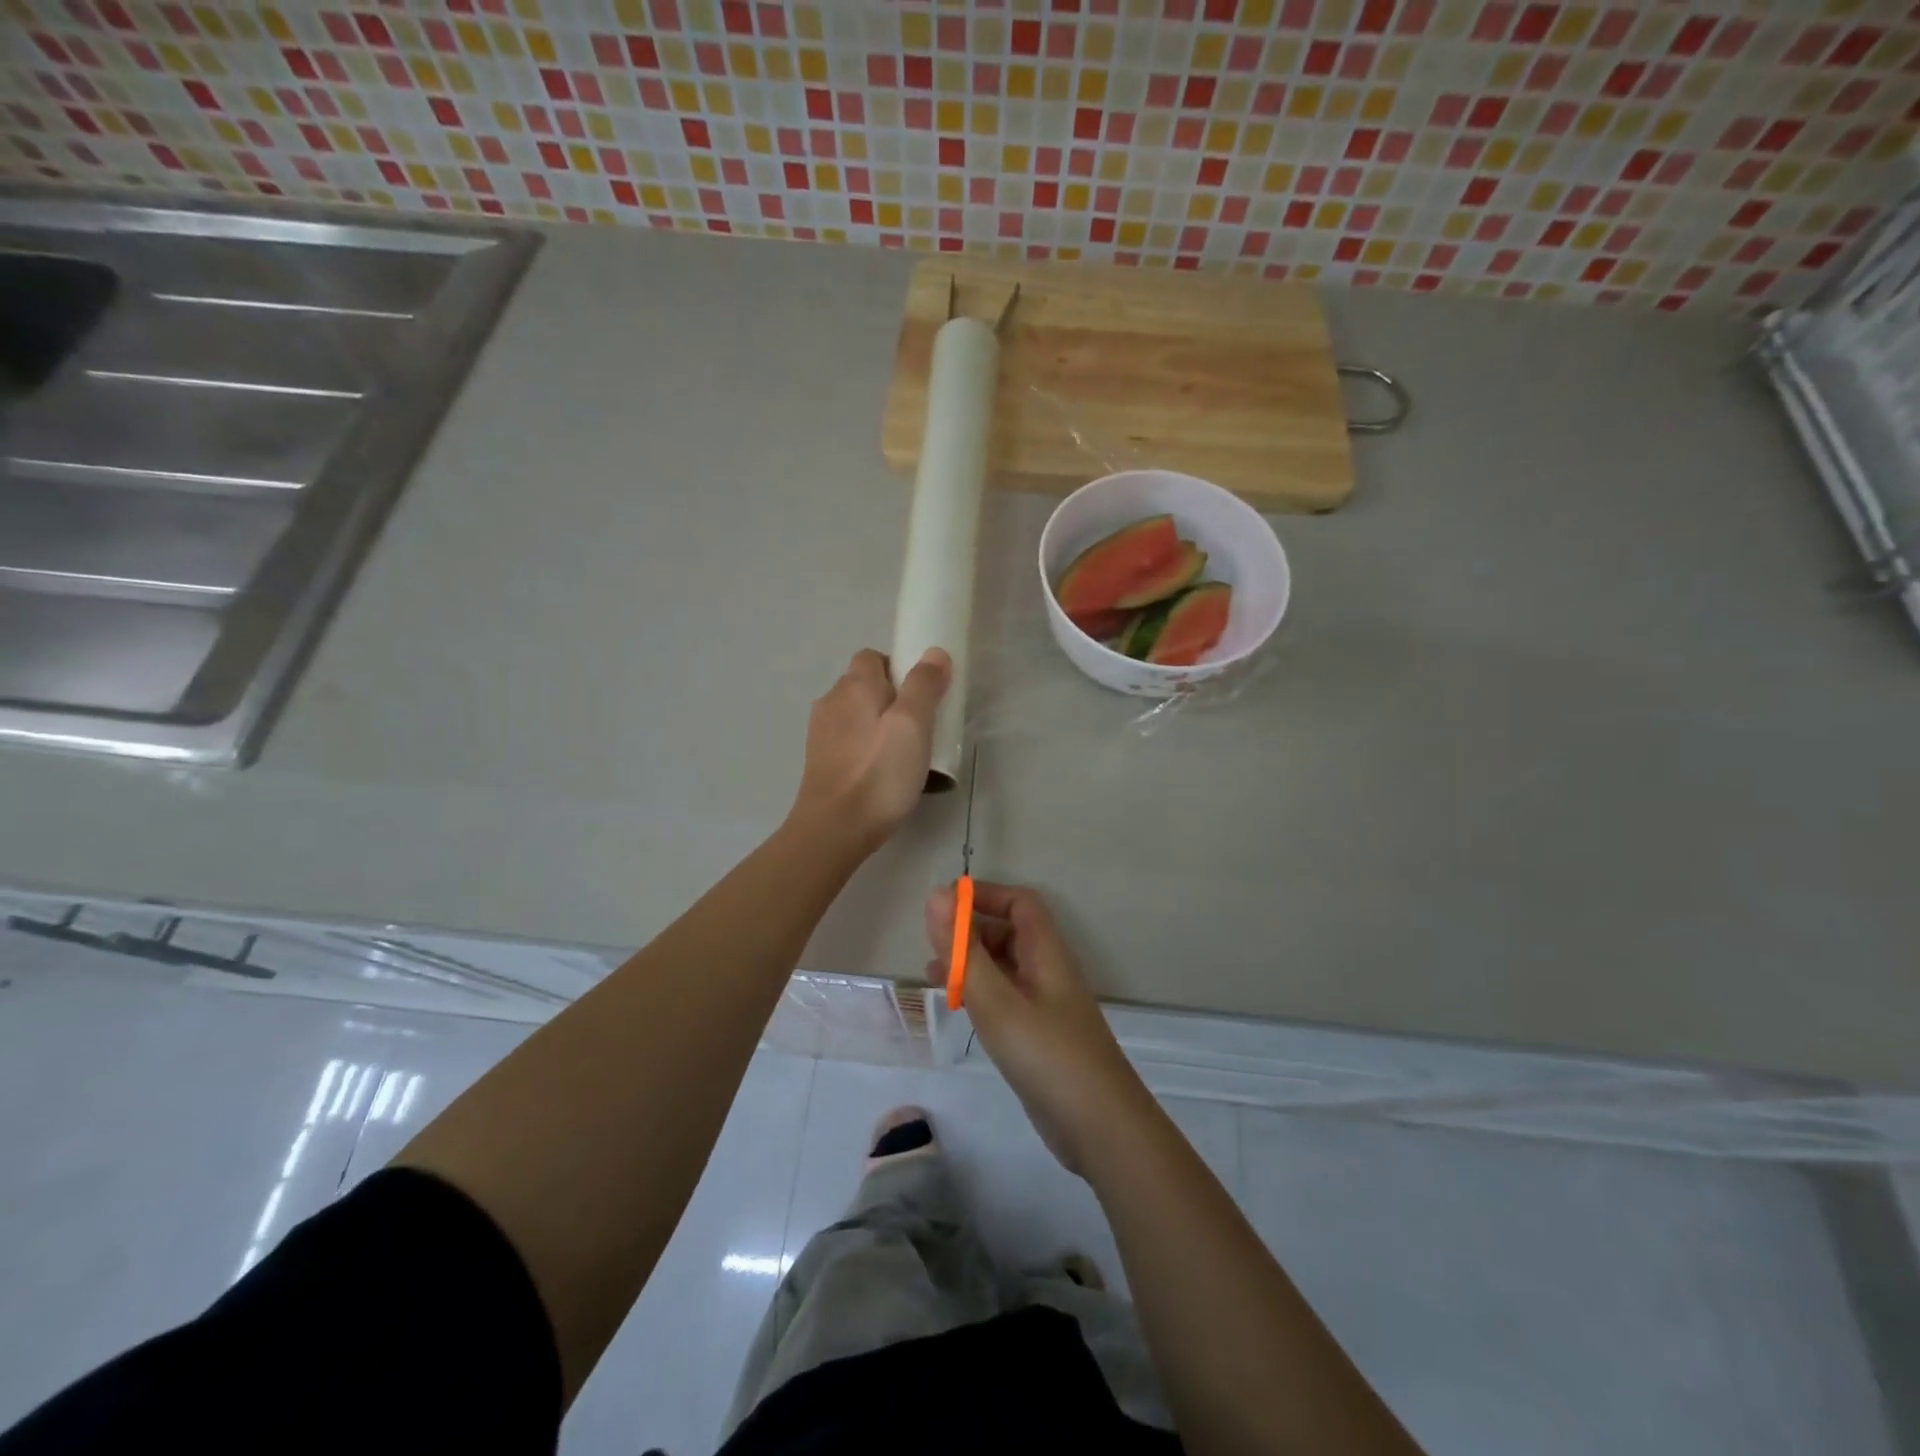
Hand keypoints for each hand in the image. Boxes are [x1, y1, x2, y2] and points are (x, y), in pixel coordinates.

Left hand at [790, 648, 950, 854]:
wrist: (834, 829)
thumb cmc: (879, 773)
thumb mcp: (913, 725)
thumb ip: (924, 685)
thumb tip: (934, 653)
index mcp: (854, 685)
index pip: (873, 657)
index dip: (899, 669)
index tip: (922, 696)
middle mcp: (831, 700)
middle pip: (864, 685)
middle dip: (891, 697)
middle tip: (919, 727)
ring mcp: (821, 732)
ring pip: (856, 714)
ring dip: (878, 724)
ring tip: (901, 753)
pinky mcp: (819, 760)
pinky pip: (848, 740)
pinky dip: (865, 747)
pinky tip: (879, 772)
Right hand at [925, 881, 1153, 1178]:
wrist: (1100, 1128)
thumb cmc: (1047, 1054)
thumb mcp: (997, 1000)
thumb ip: (963, 950)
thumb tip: (936, 895)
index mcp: (1046, 952)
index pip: (1019, 902)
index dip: (983, 895)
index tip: (943, 906)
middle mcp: (1048, 971)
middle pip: (1009, 932)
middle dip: (970, 930)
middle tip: (931, 944)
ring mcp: (1045, 1005)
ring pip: (1004, 967)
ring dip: (970, 962)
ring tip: (932, 973)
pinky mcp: (1039, 1036)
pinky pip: (1005, 998)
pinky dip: (979, 993)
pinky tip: (957, 1008)